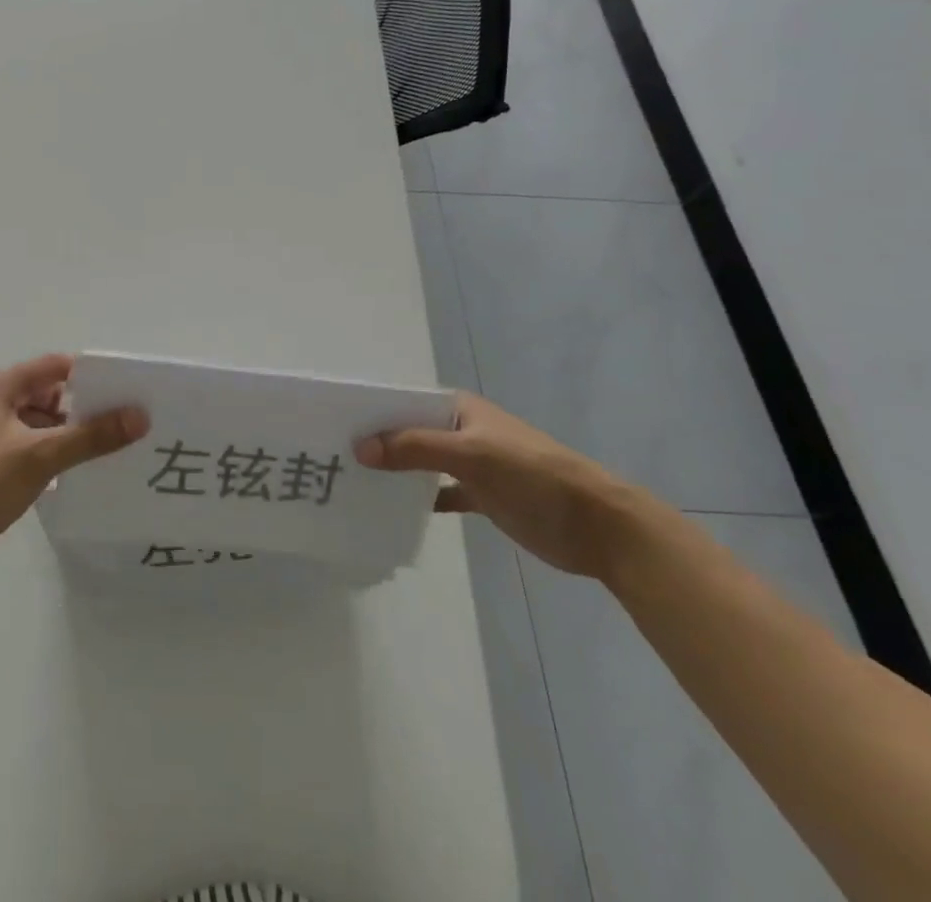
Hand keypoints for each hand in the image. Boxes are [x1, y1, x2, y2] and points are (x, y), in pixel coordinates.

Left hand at [0, 354, 148, 587]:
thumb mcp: (39, 455)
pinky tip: (85, 474)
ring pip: (43, 426)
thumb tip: (140, 416)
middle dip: (86, 407)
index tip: (127, 390)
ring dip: (73, 435)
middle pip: (50, 395)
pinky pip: (34, 451)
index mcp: (1, 387)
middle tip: (130, 422)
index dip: (90, 375)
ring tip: (117, 448)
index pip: (55, 367)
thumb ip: (90, 436)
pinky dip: (57, 457)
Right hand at [355, 391, 641, 577]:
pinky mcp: (482, 496)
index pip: (403, 403)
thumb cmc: (534, 476)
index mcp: (458, 409)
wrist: (598, 526)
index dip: (370, 412)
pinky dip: (418, 500)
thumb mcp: (473, 455)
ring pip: (420, 463)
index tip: (331, 426)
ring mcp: (471, 464)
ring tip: (350, 482)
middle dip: (375, 443)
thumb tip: (360, 448)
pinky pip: (438, 493)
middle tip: (331, 457)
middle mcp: (460, 431)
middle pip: (408, 433)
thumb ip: (416, 449)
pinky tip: (390, 510)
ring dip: (393, 471)